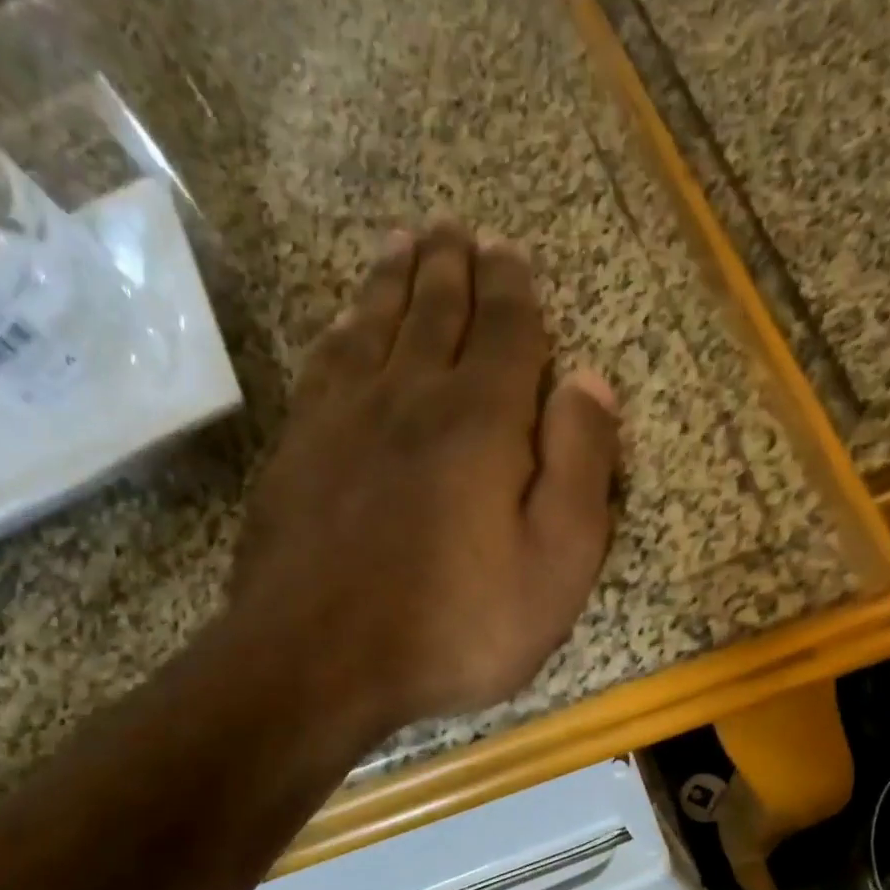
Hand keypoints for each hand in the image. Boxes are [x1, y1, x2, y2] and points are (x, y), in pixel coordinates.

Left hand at [229, 221, 620, 738]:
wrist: (319, 661)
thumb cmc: (455, 626)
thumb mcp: (555, 564)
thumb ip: (580, 469)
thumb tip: (592, 382)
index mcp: (483, 421)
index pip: (507, 331)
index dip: (514, 288)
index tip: (510, 250)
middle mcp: (412, 397)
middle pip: (436, 312)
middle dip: (453, 267)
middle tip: (456, 227)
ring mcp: (344, 420)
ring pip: (375, 325)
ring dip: (395, 280)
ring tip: (405, 243)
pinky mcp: (297, 452)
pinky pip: (324, 365)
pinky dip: (341, 331)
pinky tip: (345, 322)